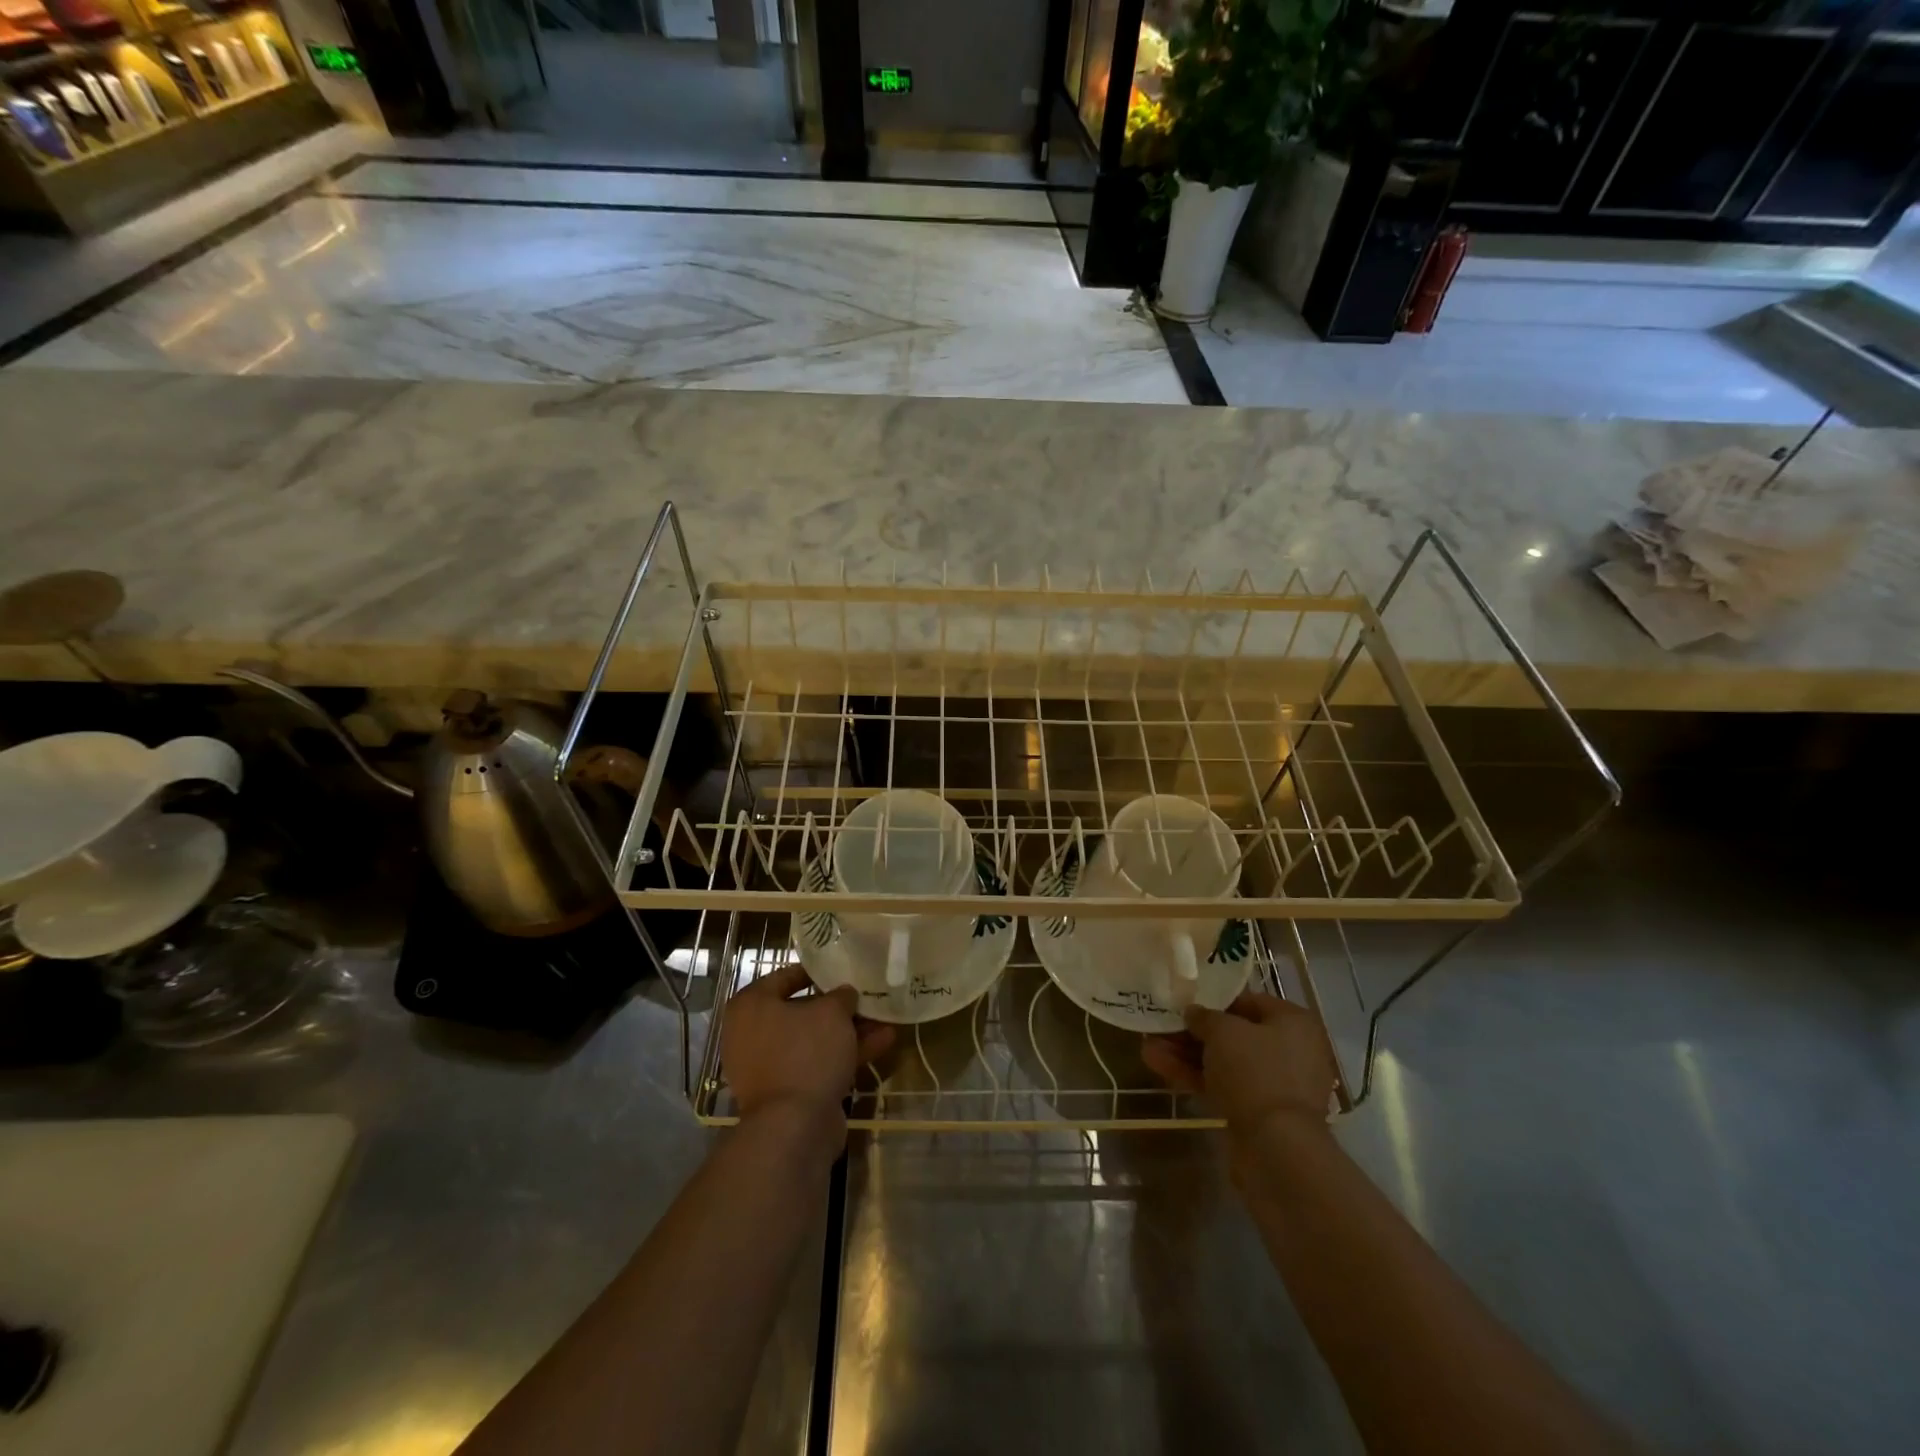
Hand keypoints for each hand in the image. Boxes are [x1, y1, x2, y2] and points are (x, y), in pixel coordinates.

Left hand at [722, 964, 894, 1121]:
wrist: (793, 1127)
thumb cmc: (805, 1053)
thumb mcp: (831, 1013)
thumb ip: (840, 996)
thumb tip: (844, 994)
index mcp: (751, 1006)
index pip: (785, 976)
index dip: (817, 971)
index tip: (842, 968)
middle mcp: (752, 1033)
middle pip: (802, 1011)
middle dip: (839, 1007)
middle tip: (866, 996)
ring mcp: (769, 1066)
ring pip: (814, 1039)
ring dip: (849, 1031)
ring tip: (885, 1019)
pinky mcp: (787, 1092)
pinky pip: (817, 1063)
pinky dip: (846, 1054)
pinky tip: (883, 1043)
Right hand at [1142, 991, 1335, 1139]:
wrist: (1276, 1147)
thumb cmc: (1255, 1071)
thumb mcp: (1223, 1031)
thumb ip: (1204, 1016)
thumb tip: (1194, 1013)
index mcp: (1294, 1022)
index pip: (1249, 1001)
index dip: (1213, 1000)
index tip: (1184, 1002)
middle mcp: (1292, 1050)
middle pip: (1234, 1034)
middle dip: (1194, 1032)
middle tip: (1161, 1026)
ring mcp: (1276, 1085)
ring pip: (1226, 1062)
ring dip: (1188, 1055)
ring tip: (1149, 1047)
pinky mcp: (1260, 1112)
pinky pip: (1225, 1086)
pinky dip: (1196, 1077)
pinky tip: (1159, 1067)